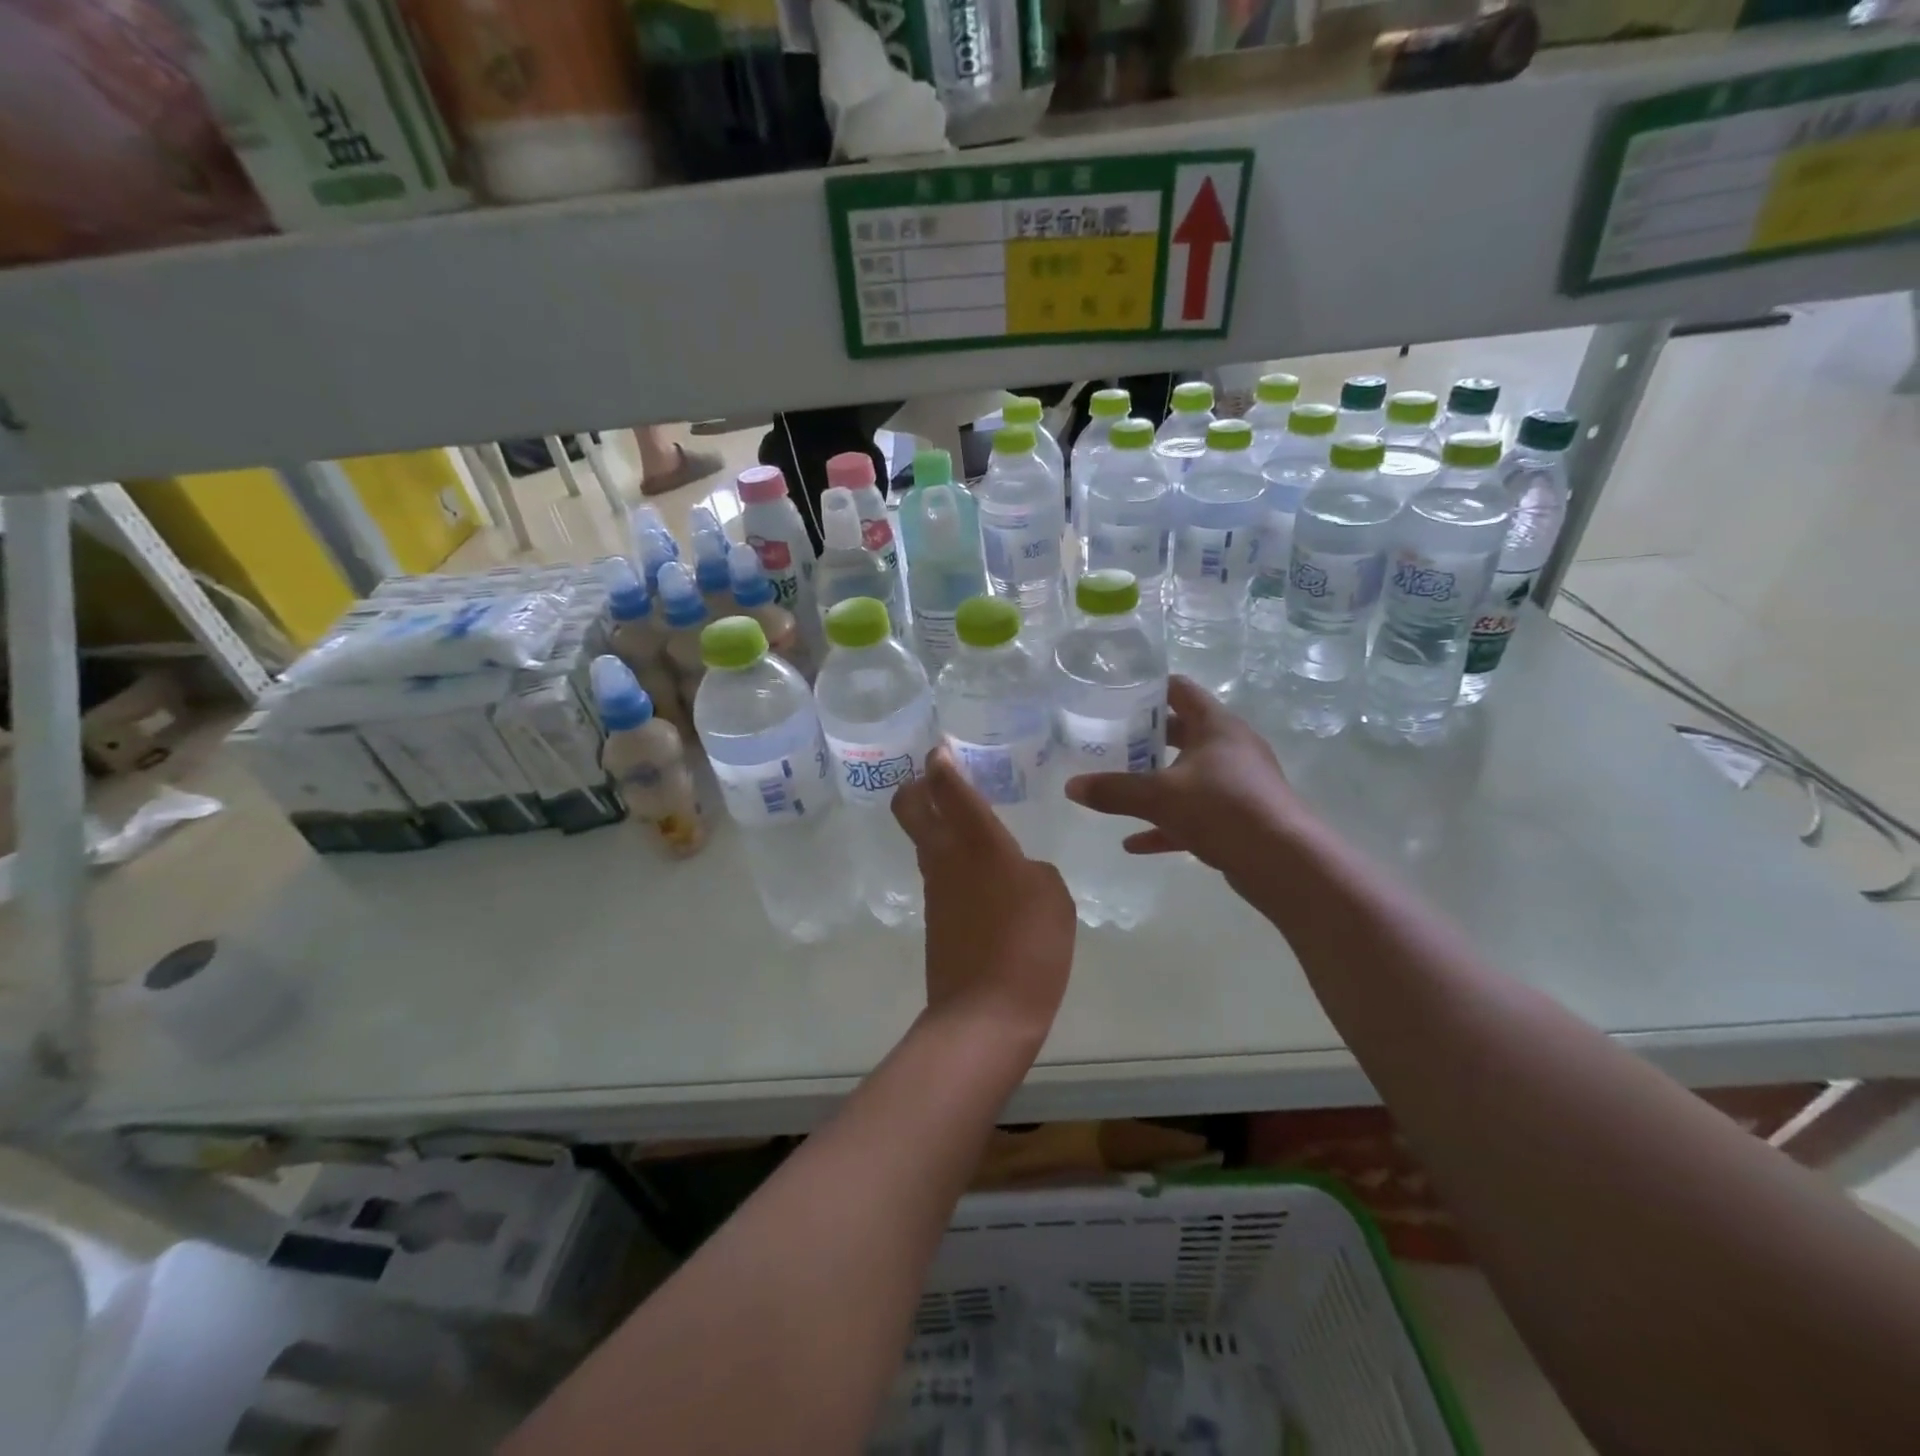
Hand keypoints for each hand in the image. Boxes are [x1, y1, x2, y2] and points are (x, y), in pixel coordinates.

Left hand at [892, 746, 1075, 1048]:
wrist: (985, 1013)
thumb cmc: (1030, 946)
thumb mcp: (1054, 897)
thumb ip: (1033, 871)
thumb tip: (1015, 873)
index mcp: (978, 842)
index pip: (948, 788)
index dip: (941, 762)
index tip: (941, 749)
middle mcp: (946, 857)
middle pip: (909, 807)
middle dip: (917, 786)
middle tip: (939, 779)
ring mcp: (934, 889)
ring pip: (923, 841)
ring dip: (937, 826)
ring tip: (973, 828)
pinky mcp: (934, 919)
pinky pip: (939, 876)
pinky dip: (952, 864)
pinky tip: (983, 878)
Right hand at [1064, 676, 1305, 890]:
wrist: (1283, 862)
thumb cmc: (1222, 808)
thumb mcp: (1159, 796)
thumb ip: (1114, 790)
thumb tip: (1070, 787)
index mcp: (1215, 725)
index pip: (1180, 690)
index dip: (1149, 689)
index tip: (1115, 695)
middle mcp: (1229, 747)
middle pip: (1181, 733)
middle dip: (1145, 740)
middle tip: (1108, 742)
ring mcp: (1236, 783)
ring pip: (1187, 775)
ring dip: (1155, 783)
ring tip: (1117, 788)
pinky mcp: (1238, 817)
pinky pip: (1194, 814)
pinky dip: (1166, 824)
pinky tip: (1134, 843)